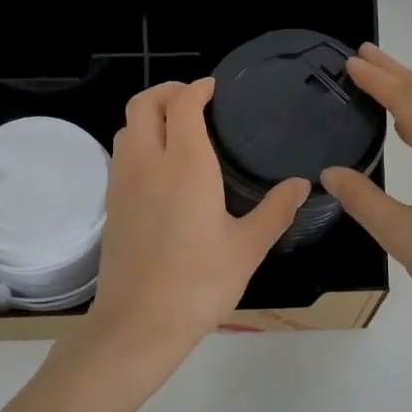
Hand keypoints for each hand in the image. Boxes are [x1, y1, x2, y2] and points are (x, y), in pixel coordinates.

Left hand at [83, 79, 308, 355]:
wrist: (139, 322)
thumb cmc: (199, 284)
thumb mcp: (248, 248)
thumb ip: (276, 210)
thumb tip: (300, 184)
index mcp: (185, 165)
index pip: (182, 104)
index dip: (197, 88)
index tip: (213, 89)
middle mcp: (148, 163)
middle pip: (143, 104)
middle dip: (166, 91)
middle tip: (192, 99)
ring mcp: (123, 183)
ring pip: (127, 128)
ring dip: (148, 116)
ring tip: (176, 129)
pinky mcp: (112, 205)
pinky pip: (121, 156)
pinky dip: (139, 143)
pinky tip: (160, 169)